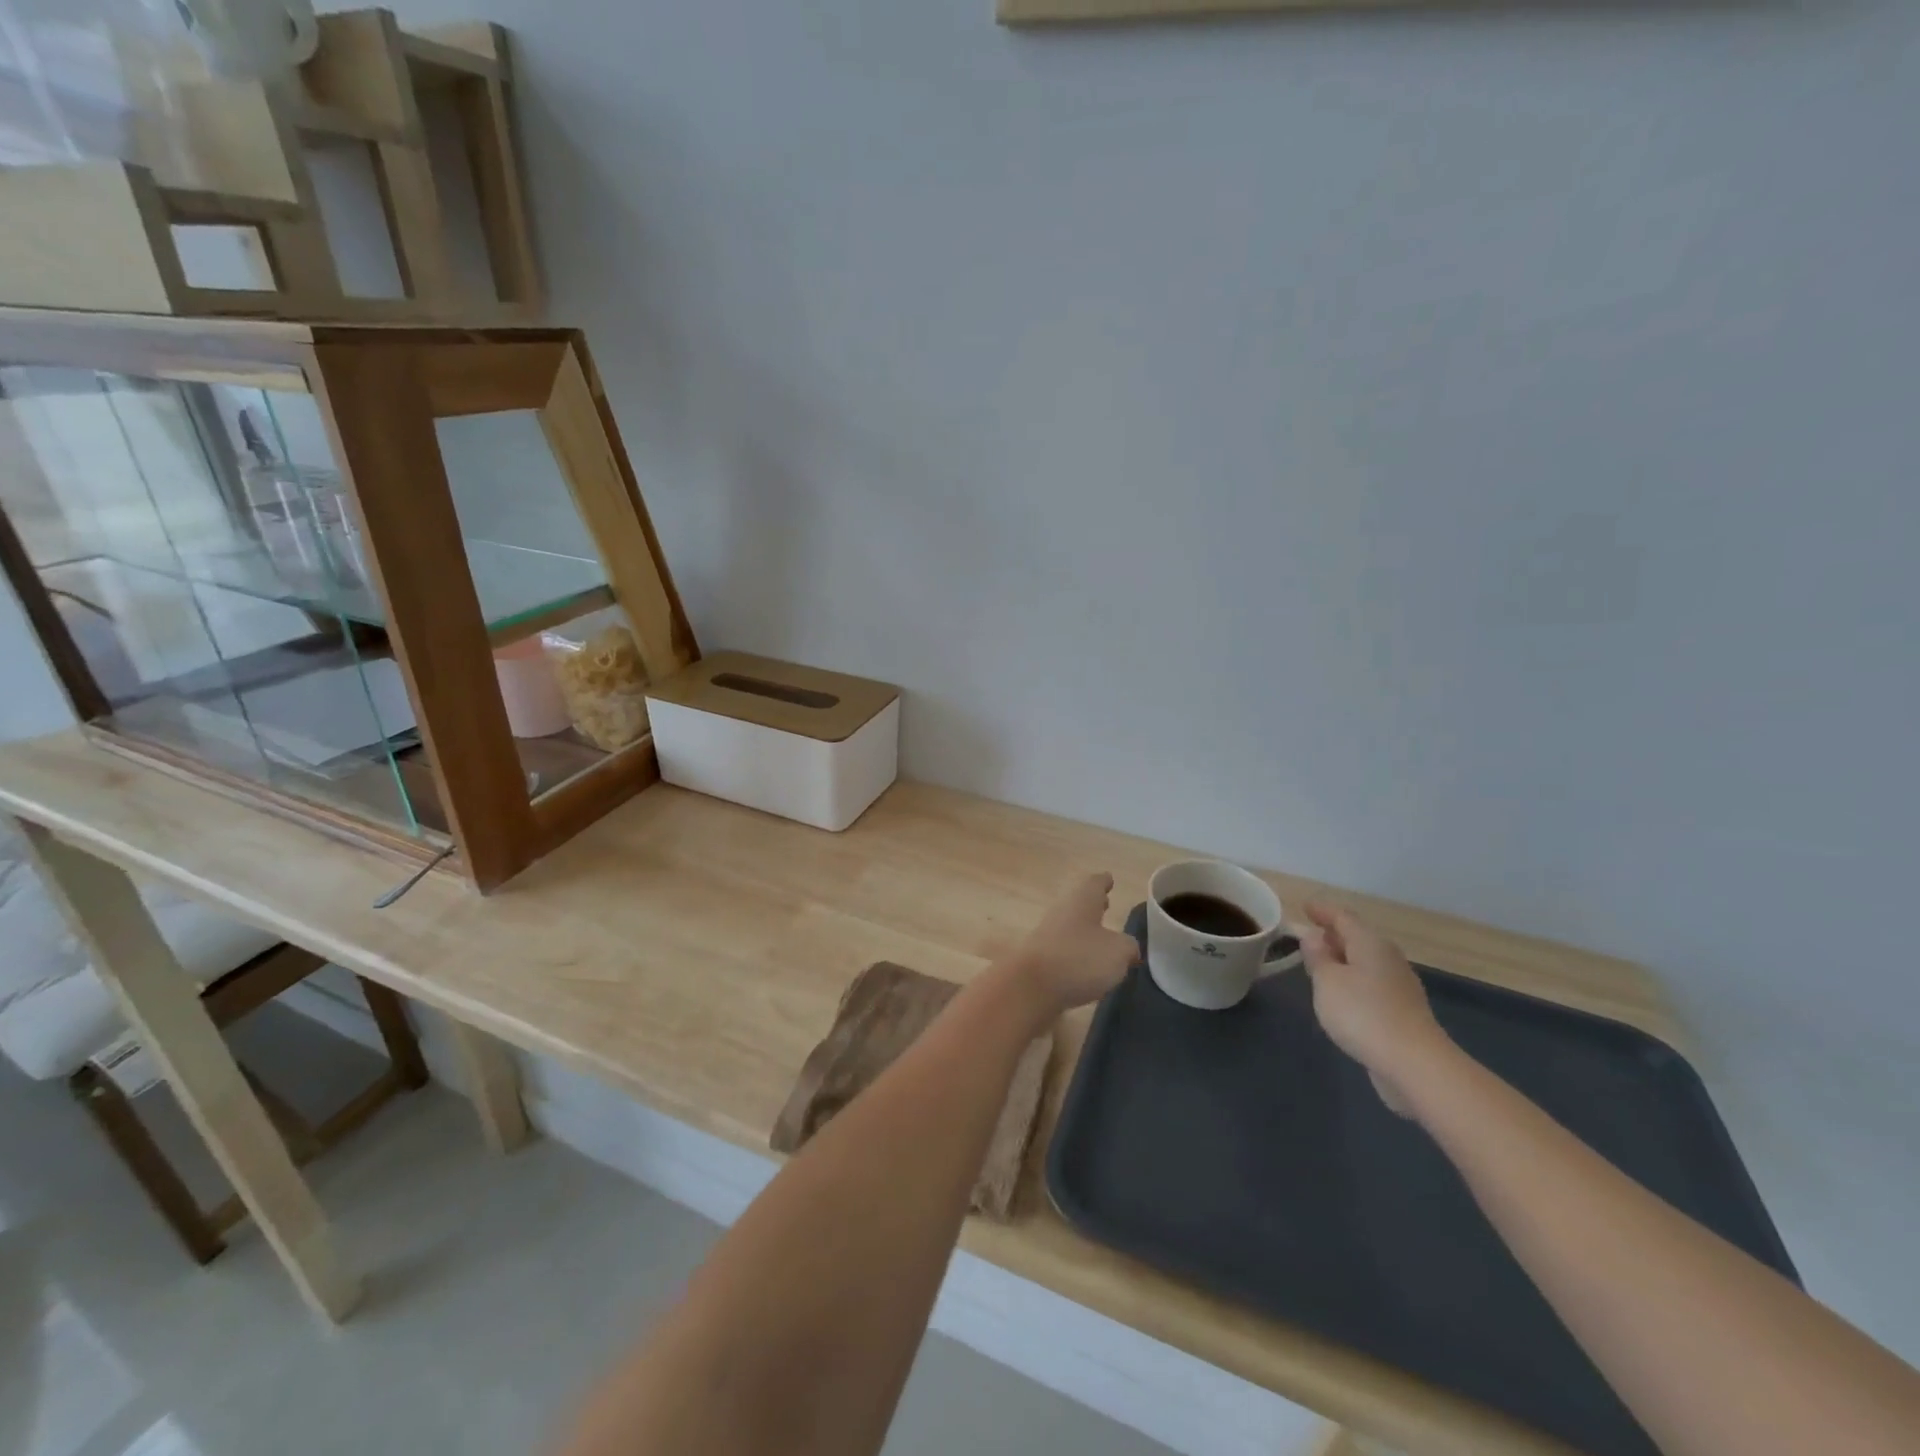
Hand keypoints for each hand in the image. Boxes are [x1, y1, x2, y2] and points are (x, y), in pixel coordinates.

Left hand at [1010, 873, 1139, 1015]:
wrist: (1030, 987)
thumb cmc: (1080, 959)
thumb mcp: (1118, 952)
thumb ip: (1129, 947)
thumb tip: (1129, 949)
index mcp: (1082, 901)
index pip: (1094, 883)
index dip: (1104, 881)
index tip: (1109, 878)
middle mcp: (1062, 912)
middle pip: (1079, 903)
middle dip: (1094, 904)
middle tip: (1107, 904)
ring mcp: (1047, 935)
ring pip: (1071, 925)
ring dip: (1085, 929)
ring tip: (1102, 938)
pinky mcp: (1040, 960)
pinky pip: (1063, 949)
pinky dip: (1076, 952)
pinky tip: (1086, 966)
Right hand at [1296, 902, 1450, 1116]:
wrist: (1414, 1064)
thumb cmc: (1362, 1013)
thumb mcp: (1327, 981)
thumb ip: (1317, 956)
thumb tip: (1313, 936)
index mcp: (1370, 943)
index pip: (1343, 917)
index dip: (1322, 910)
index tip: (1304, 907)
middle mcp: (1388, 958)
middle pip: (1357, 937)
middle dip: (1333, 934)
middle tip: (1308, 936)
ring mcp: (1399, 985)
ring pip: (1365, 961)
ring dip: (1343, 959)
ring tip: (1320, 964)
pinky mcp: (1402, 1011)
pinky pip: (1371, 983)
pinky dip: (1353, 980)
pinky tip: (1341, 994)